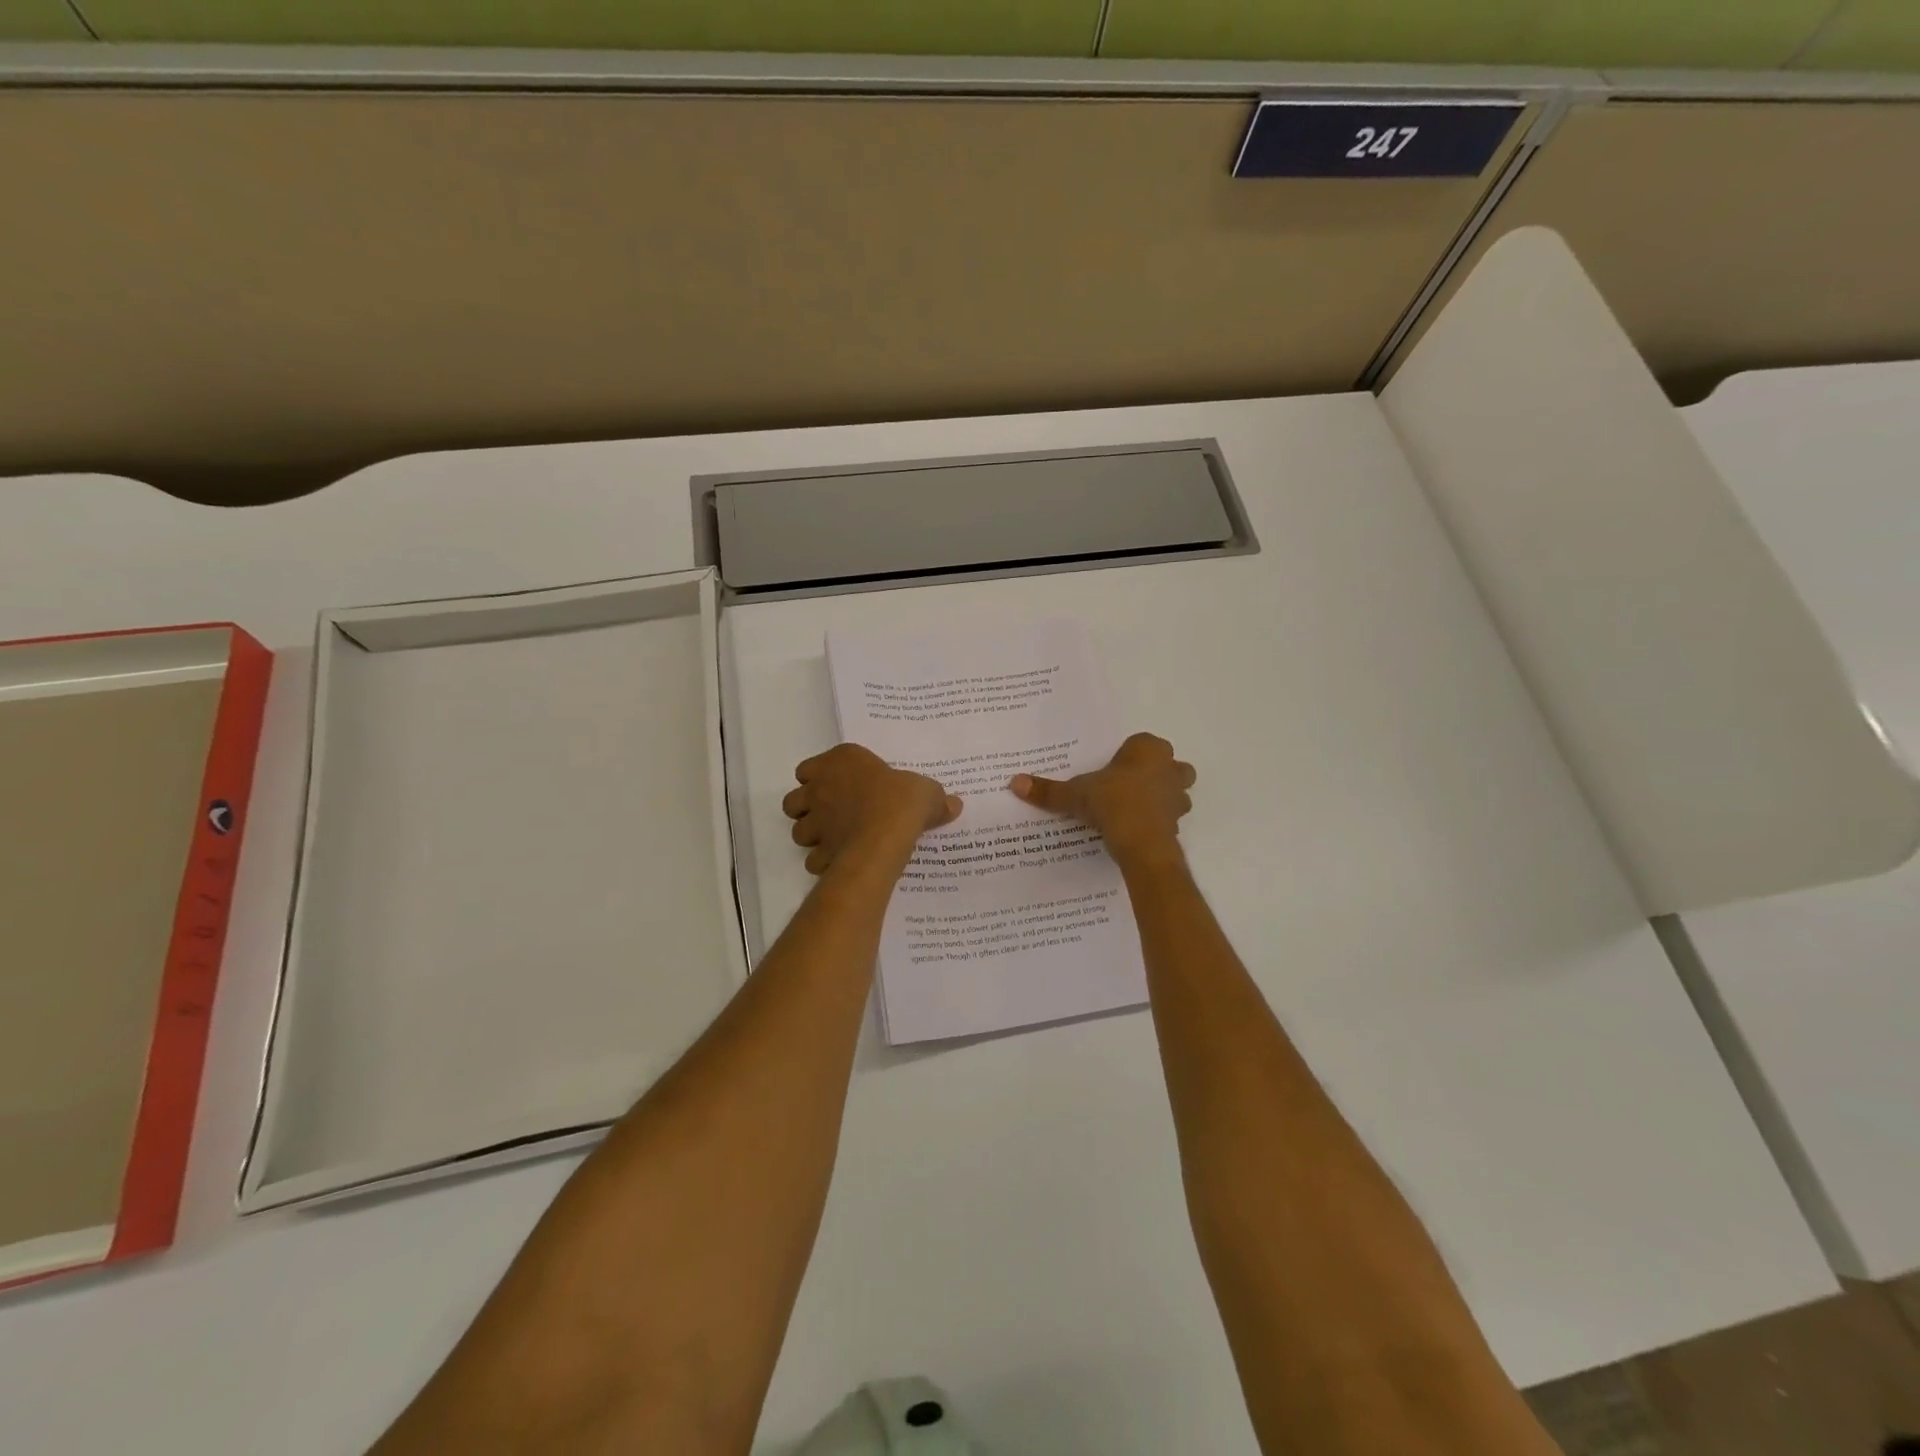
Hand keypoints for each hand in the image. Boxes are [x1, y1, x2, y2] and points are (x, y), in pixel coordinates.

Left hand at [783, 743, 960, 875]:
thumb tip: (954, 804)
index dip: (819, 778)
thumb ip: (935, 798)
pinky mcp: (819, 851)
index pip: (809, 768)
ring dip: (812, 836)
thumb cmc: (901, 801)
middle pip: (795, 799)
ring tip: (835, 840)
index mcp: (841, 762)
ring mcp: (815, 822)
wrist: (884, 836)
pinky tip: (842, 862)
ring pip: (798, 830)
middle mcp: (819, 788)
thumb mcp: (926, 792)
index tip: (838, 787)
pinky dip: (823, 862)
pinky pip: (813, 859)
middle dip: (807, 808)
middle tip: (831, 815)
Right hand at [1010, 732, 1194, 865]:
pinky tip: (1137, 831)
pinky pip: (1169, 817)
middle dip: (1154, 773)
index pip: (1140, 743)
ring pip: (1176, 790)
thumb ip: (1048, 790)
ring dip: (1161, 798)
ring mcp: (1178, 796)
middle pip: (1168, 764)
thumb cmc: (1112, 802)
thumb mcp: (1075, 795)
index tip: (1110, 770)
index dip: (1127, 756)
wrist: (1142, 843)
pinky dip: (1158, 822)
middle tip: (1127, 786)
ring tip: (1133, 810)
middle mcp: (1169, 767)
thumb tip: (1014, 782)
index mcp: (1148, 749)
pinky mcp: (1179, 822)